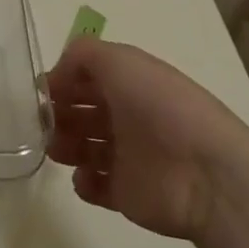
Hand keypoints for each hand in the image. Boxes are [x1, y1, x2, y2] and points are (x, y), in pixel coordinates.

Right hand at [47, 37, 238, 241]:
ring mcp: (128, 156)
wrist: (206, 175)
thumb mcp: (120, 59)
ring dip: (64, 145)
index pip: (87, 77)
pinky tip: (84, 177)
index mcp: (129, 82)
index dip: (62, 80)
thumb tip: (57, 75)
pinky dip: (83, 182)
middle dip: (58, 114)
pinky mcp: (127, 194)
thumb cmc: (160, 106)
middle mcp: (127, 115)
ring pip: (84, 147)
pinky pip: (96, 186)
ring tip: (57, 149)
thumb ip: (82, 54)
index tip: (42, 92)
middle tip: (44, 122)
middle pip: (82, 112)